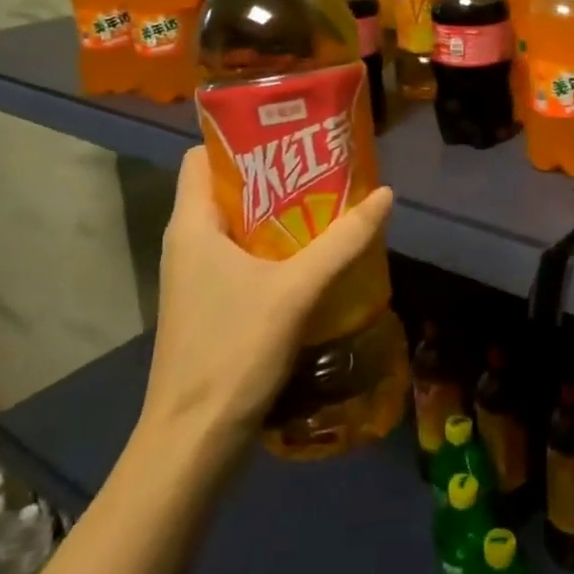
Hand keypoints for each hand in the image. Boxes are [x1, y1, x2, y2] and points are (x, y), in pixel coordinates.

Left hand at [141, 146, 394, 446]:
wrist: (193, 441)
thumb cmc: (233, 351)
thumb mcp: (295, 290)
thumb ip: (342, 241)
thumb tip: (385, 195)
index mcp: (192, 225)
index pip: (202, 156)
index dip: (240, 137)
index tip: (289, 131)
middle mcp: (188, 242)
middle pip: (227, 187)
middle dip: (275, 172)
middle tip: (325, 163)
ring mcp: (197, 275)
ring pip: (238, 224)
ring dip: (279, 211)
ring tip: (329, 200)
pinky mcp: (211, 302)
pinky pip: (243, 255)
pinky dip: (275, 244)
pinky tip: (314, 253)